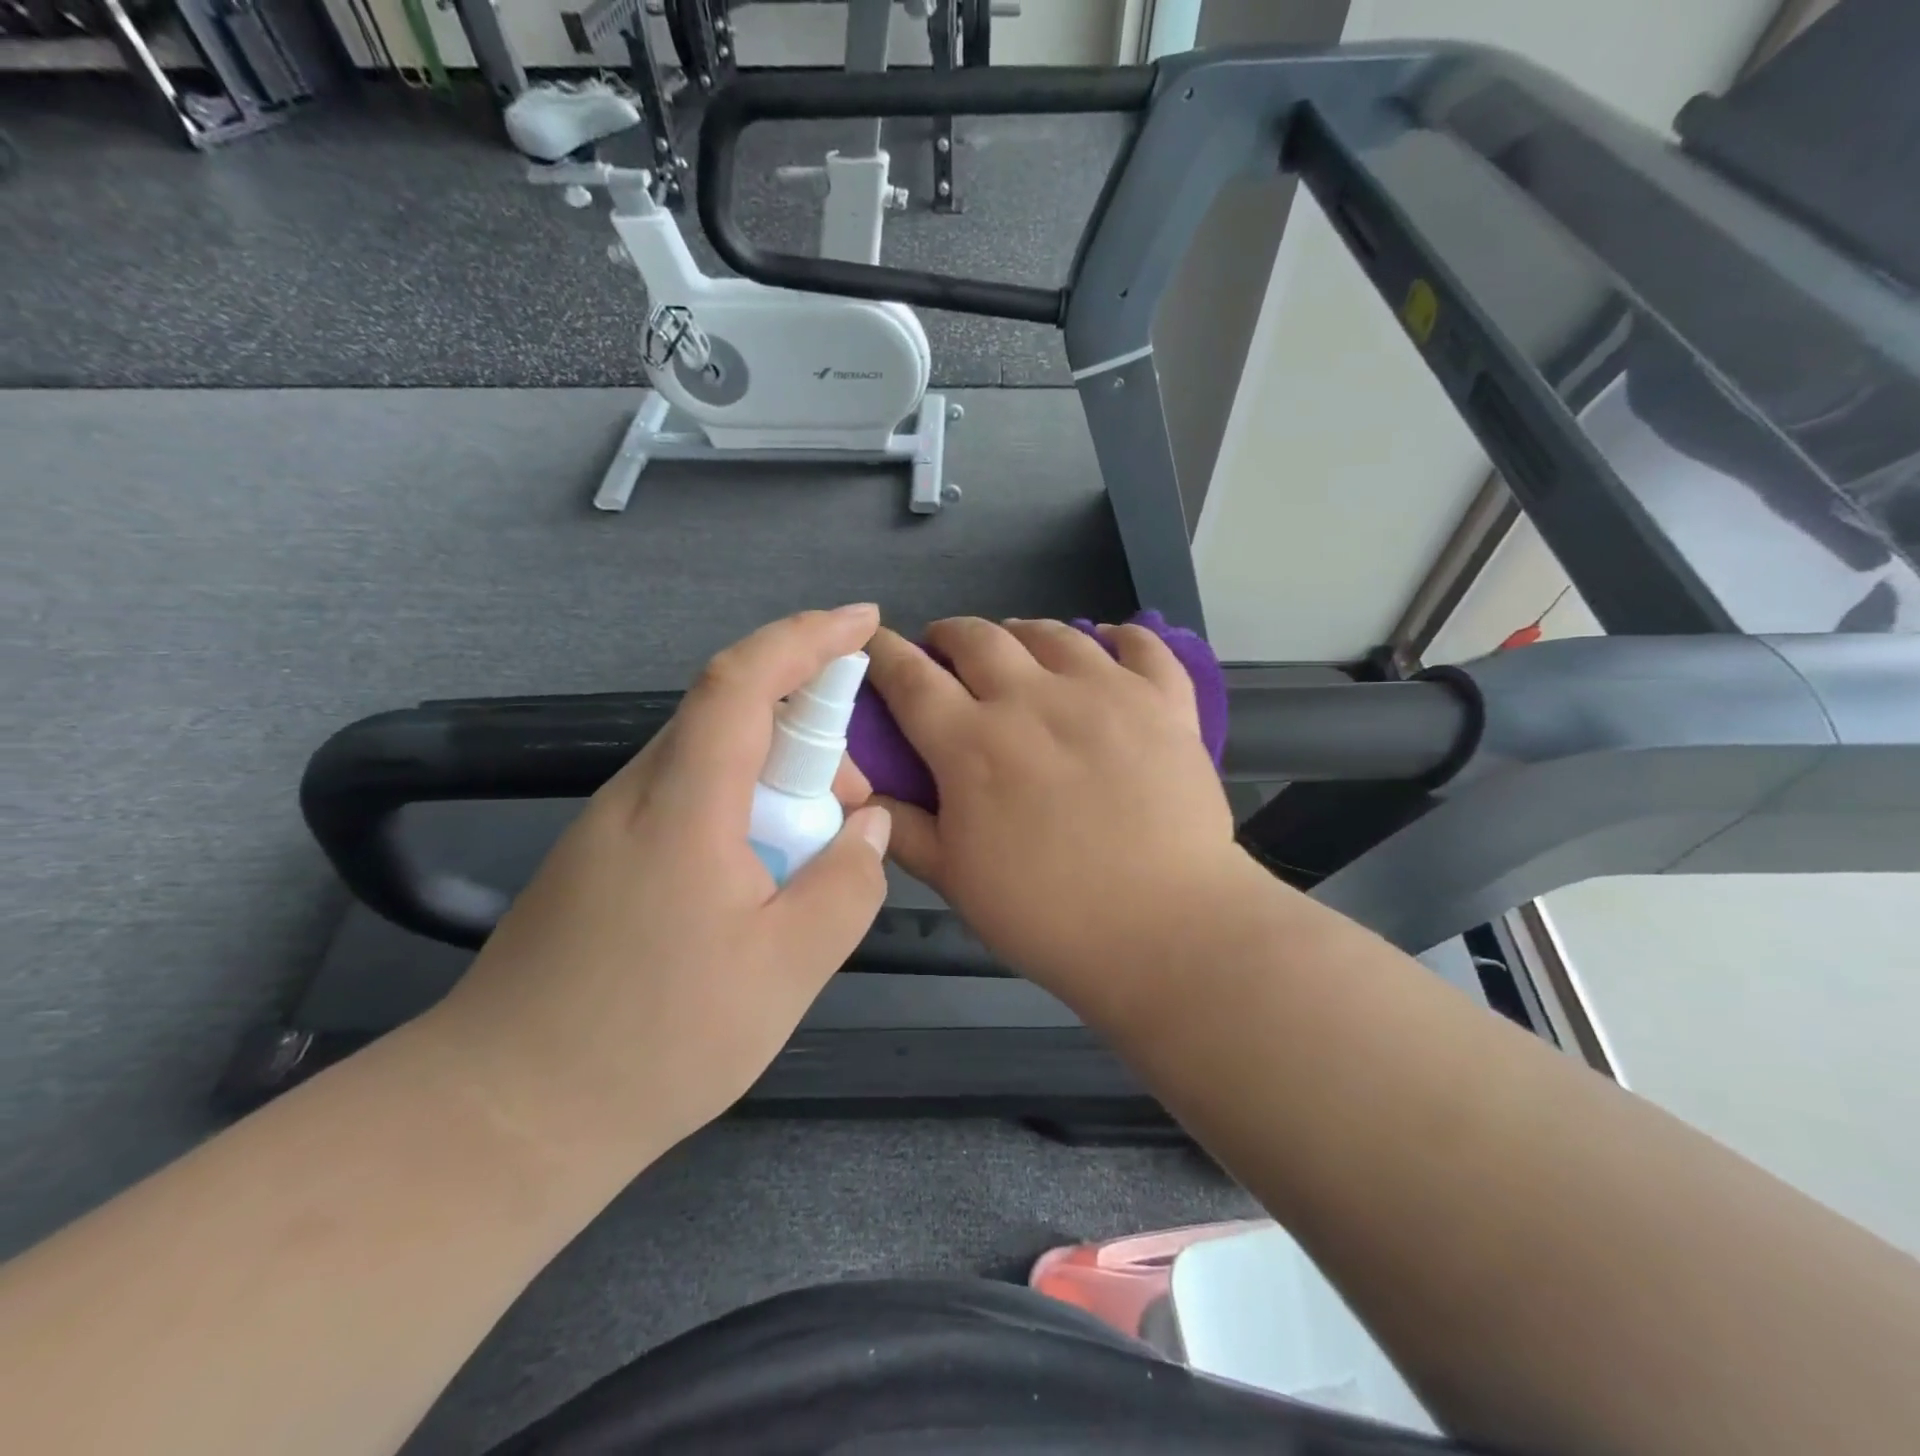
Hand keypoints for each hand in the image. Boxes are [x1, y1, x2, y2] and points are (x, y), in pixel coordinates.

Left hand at [425, 605, 890, 1161]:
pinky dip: (746, 809)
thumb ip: (847, 885)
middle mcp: (640, 793)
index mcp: (684, 804)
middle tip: (856, 804)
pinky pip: (691, 800)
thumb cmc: (656, 1041)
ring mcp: (613, 825)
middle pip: (732, 714)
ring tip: (817, 850)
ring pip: (713, 761)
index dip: (807, 637)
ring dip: (779, 778)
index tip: (864, 621)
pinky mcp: (604, 859)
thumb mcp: (787, 969)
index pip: (743, 680)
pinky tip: (763, 878)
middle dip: (810, 732)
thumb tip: (869, 828)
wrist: (507, 1115)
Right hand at [866, 617, 1248, 1013]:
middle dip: (950, 635)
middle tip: (946, 650)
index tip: (877, 644)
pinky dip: (1119, 636)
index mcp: (971, 743)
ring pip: (1052, 633)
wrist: (1164, 929)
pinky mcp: (1162, 701)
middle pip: (978, 639)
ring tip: (1017, 647)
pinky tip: (1108, 643)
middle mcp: (1032, 699)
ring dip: (1021, 633)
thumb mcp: (956, 880)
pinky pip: (1140, 644)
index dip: (886, 654)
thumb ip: (905, 830)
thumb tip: (866, 793)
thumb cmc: (1048, 914)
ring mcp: (1103, 692)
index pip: (912, 679)